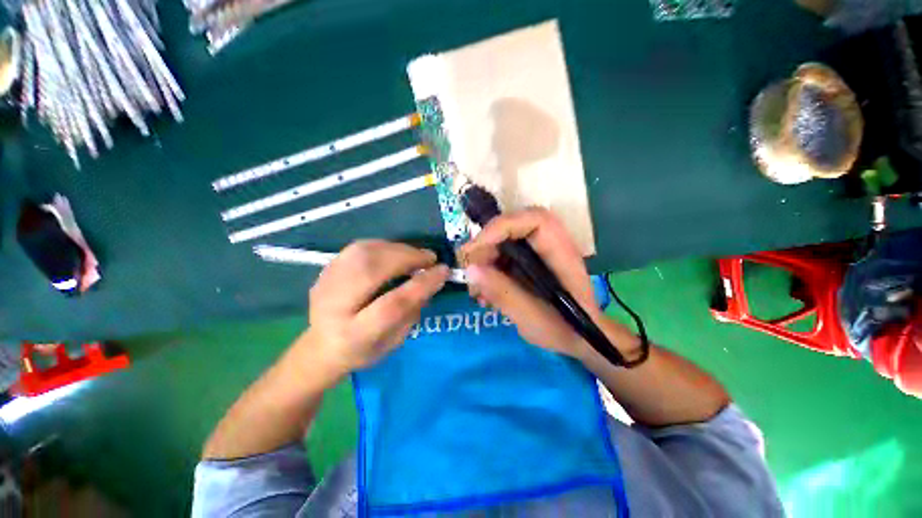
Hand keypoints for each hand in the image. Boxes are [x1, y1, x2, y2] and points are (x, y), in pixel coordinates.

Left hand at [301, 240, 448, 377]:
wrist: (321, 346)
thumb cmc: (363, 350)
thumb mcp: (394, 341)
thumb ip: (412, 311)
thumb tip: (430, 279)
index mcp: (354, 334)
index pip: (392, 304)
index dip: (421, 284)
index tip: (443, 271)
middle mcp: (334, 305)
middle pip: (372, 269)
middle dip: (407, 258)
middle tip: (430, 258)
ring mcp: (325, 283)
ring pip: (364, 252)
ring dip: (397, 248)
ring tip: (416, 254)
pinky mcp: (326, 269)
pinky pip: (358, 247)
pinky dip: (383, 246)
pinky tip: (396, 252)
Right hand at [459, 208, 603, 359]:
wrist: (577, 338)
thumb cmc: (563, 329)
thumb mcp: (532, 317)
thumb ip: (503, 292)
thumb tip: (470, 270)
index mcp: (560, 251)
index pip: (533, 220)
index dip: (502, 227)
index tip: (476, 250)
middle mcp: (548, 244)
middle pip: (512, 228)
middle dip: (485, 247)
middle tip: (469, 270)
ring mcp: (535, 251)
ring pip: (502, 242)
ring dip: (483, 261)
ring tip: (475, 290)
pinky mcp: (526, 261)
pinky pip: (501, 256)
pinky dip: (488, 271)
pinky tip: (483, 294)